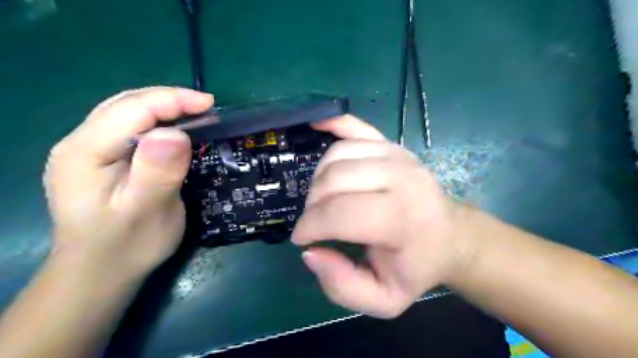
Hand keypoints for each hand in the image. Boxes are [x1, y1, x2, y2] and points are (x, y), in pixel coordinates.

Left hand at [45, 87, 213, 285]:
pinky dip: (158, 122)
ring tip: (196, 113)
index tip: (210, 104)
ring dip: (164, 108)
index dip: (172, 100)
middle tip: (207, 107)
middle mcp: (81, 144)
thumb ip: (157, 172)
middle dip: (170, 100)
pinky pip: (132, 128)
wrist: (102, 272)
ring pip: (129, 113)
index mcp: (85, 153)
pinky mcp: (104, 160)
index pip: (132, 109)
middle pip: (127, 105)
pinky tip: (175, 130)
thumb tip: (176, 134)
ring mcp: (90, 151)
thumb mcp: (146, 212)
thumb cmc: (126, 245)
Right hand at [291, 116, 469, 316]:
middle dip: (312, 205)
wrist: (449, 236)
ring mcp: (397, 154)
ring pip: (336, 155)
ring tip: (322, 200)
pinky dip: (331, 126)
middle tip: (314, 221)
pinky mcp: (392, 143)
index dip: (310, 226)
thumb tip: (311, 253)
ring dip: (318, 180)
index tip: (302, 239)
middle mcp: (402, 177)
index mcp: (404, 218)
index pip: (341, 213)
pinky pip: (354, 127)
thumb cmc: (415, 267)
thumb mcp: (383, 299)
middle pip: (334, 180)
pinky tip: (315, 125)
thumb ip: (342, 286)